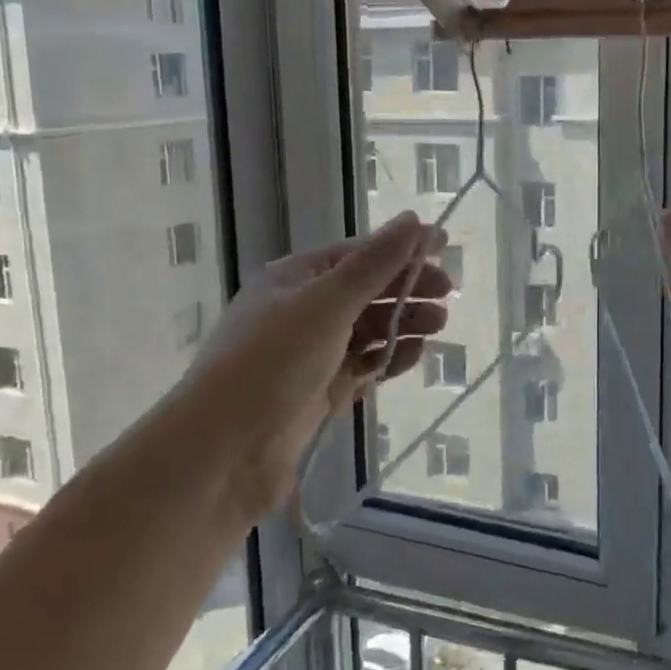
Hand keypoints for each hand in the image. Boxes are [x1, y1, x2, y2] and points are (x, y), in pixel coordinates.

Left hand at [184, 212, 451, 509]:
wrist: (223, 451)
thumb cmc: (273, 360)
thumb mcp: (328, 302)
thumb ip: (375, 263)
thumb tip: (414, 218)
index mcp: (295, 278)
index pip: (358, 253)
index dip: (401, 248)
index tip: (445, 246)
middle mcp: (302, 310)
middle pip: (366, 290)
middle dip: (407, 289)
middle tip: (447, 295)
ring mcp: (311, 353)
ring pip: (368, 329)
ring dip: (403, 323)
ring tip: (438, 327)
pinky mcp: (320, 391)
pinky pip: (364, 365)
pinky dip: (390, 358)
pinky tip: (414, 356)